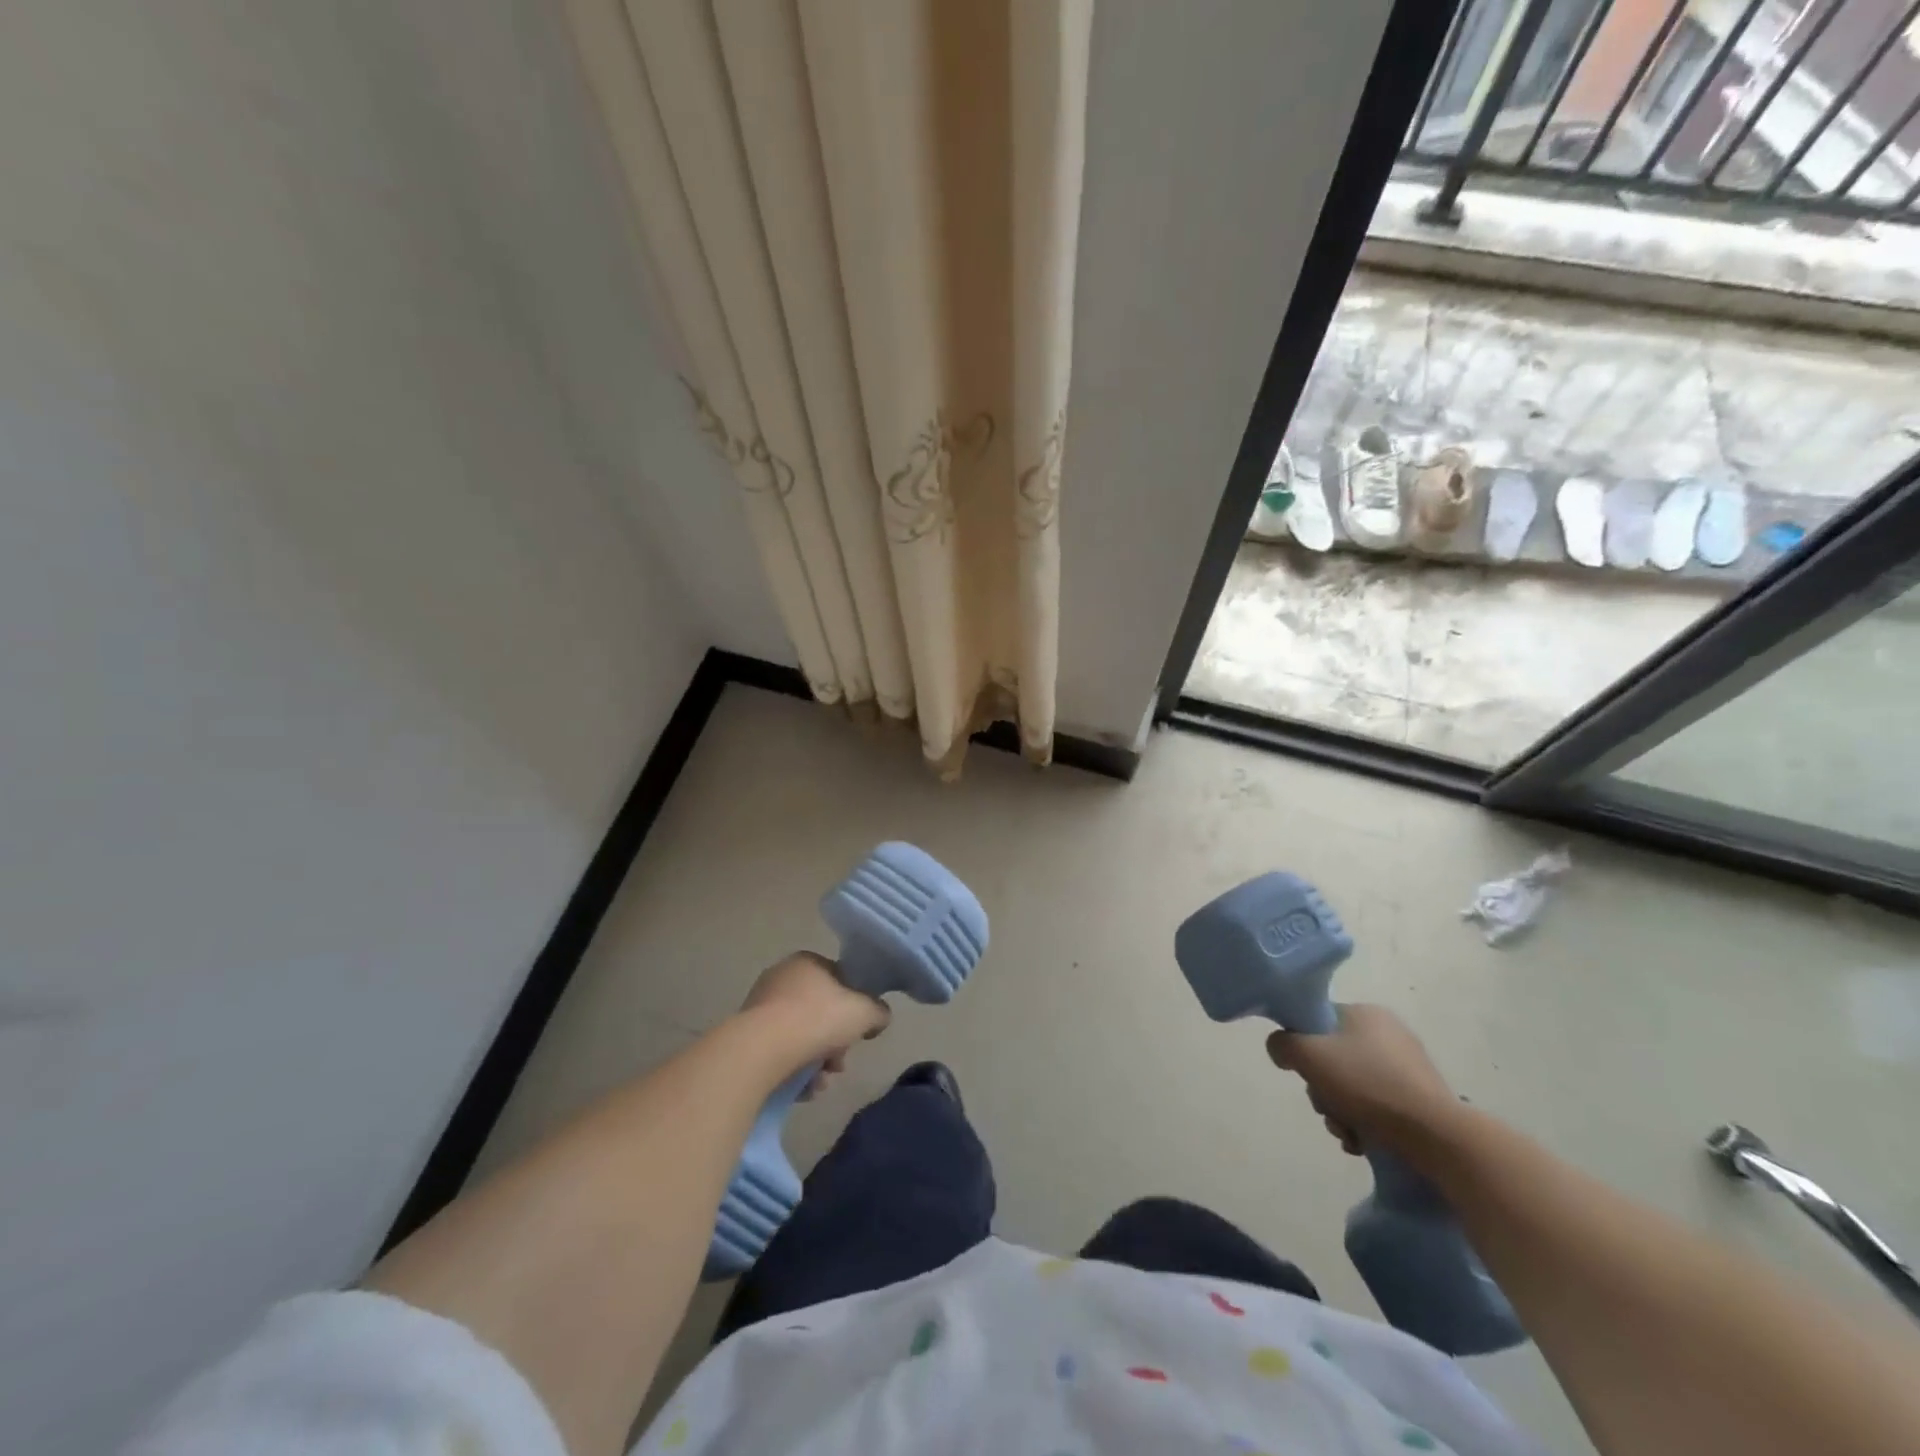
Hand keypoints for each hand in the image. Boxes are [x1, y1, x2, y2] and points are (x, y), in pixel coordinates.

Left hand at [739, 952, 889, 1097]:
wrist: (761, 1050)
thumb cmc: (817, 1019)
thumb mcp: (864, 1012)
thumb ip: (878, 1011)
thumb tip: (879, 1017)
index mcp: (807, 962)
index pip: (839, 979)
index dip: (854, 1006)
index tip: (859, 1032)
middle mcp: (781, 978)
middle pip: (820, 1012)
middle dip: (835, 1042)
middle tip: (839, 1063)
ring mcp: (760, 1007)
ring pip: (800, 1036)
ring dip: (817, 1061)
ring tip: (820, 1082)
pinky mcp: (747, 1037)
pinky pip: (780, 1052)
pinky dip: (794, 1070)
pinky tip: (803, 1089)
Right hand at [1266, 1004, 1457, 1156]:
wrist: (1435, 1136)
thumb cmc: (1366, 1085)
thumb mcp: (1308, 1055)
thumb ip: (1283, 1044)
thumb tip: (1281, 1048)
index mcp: (1365, 1013)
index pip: (1317, 1022)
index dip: (1303, 1048)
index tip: (1304, 1074)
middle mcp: (1389, 1033)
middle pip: (1334, 1058)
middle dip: (1323, 1090)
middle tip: (1326, 1108)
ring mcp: (1409, 1067)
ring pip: (1354, 1085)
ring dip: (1340, 1111)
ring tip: (1347, 1133)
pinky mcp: (1422, 1099)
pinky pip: (1379, 1105)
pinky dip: (1365, 1123)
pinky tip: (1363, 1142)